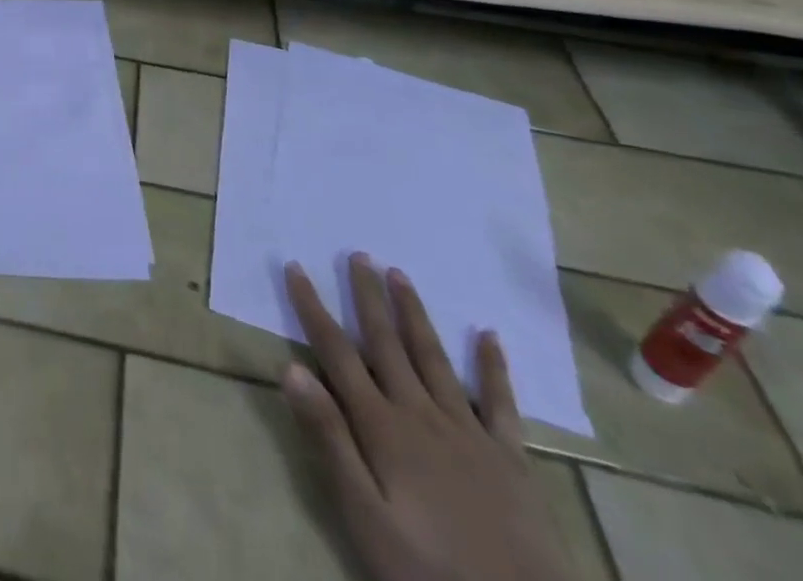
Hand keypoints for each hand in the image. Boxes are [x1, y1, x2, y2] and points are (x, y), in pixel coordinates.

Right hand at [282, 256, 575, 580]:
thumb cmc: (429, 574)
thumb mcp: (365, 518)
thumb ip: (329, 441)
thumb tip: (291, 369)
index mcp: (382, 427)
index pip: (336, 352)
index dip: (313, 307)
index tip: (295, 266)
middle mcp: (421, 414)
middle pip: (386, 343)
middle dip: (367, 296)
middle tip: (357, 253)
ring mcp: (469, 432)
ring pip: (433, 358)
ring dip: (414, 314)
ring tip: (399, 274)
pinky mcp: (511, 458)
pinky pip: (500, 403)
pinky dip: (493, 367)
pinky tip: (488, 335)